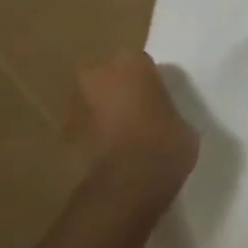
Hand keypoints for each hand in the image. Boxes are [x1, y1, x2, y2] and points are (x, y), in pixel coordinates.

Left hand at [70, 51, 198, 195]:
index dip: (151, 80)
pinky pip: (86, 127)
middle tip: (142, 111)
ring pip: (94, 101)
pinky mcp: (63, 134)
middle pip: (109, 77)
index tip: (161, 96)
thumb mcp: (184, 122)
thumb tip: (163, 116)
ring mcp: (75, 105)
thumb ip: (167, 110)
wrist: (128, 184)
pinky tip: (114, 153)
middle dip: (121, 90)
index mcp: (131, 65)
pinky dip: (96, 135)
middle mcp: (97, 76)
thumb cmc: (166, 144)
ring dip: (105, 112)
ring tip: (127, 135)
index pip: (141, 63)